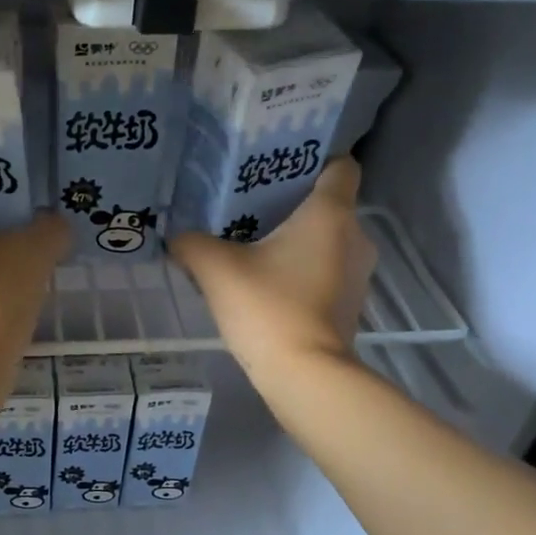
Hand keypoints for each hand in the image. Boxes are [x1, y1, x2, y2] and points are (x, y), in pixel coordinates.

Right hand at [170, 158, 375, 377]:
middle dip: (294, 203)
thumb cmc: (268, 308)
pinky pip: (328, 271)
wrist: (305, 375)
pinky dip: (304, 270)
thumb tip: (176, 236)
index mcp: (331, 213)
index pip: (341, 165)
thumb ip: (192, 244)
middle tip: (251, 207)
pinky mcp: (351, 304)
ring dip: (299, 240)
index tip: (279, 166)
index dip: (314, 159)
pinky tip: (270, 283)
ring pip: (329, 240)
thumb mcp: (216, 269)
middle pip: (329, 204)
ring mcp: (359, 274)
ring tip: (257, 245)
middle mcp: (355, 236)